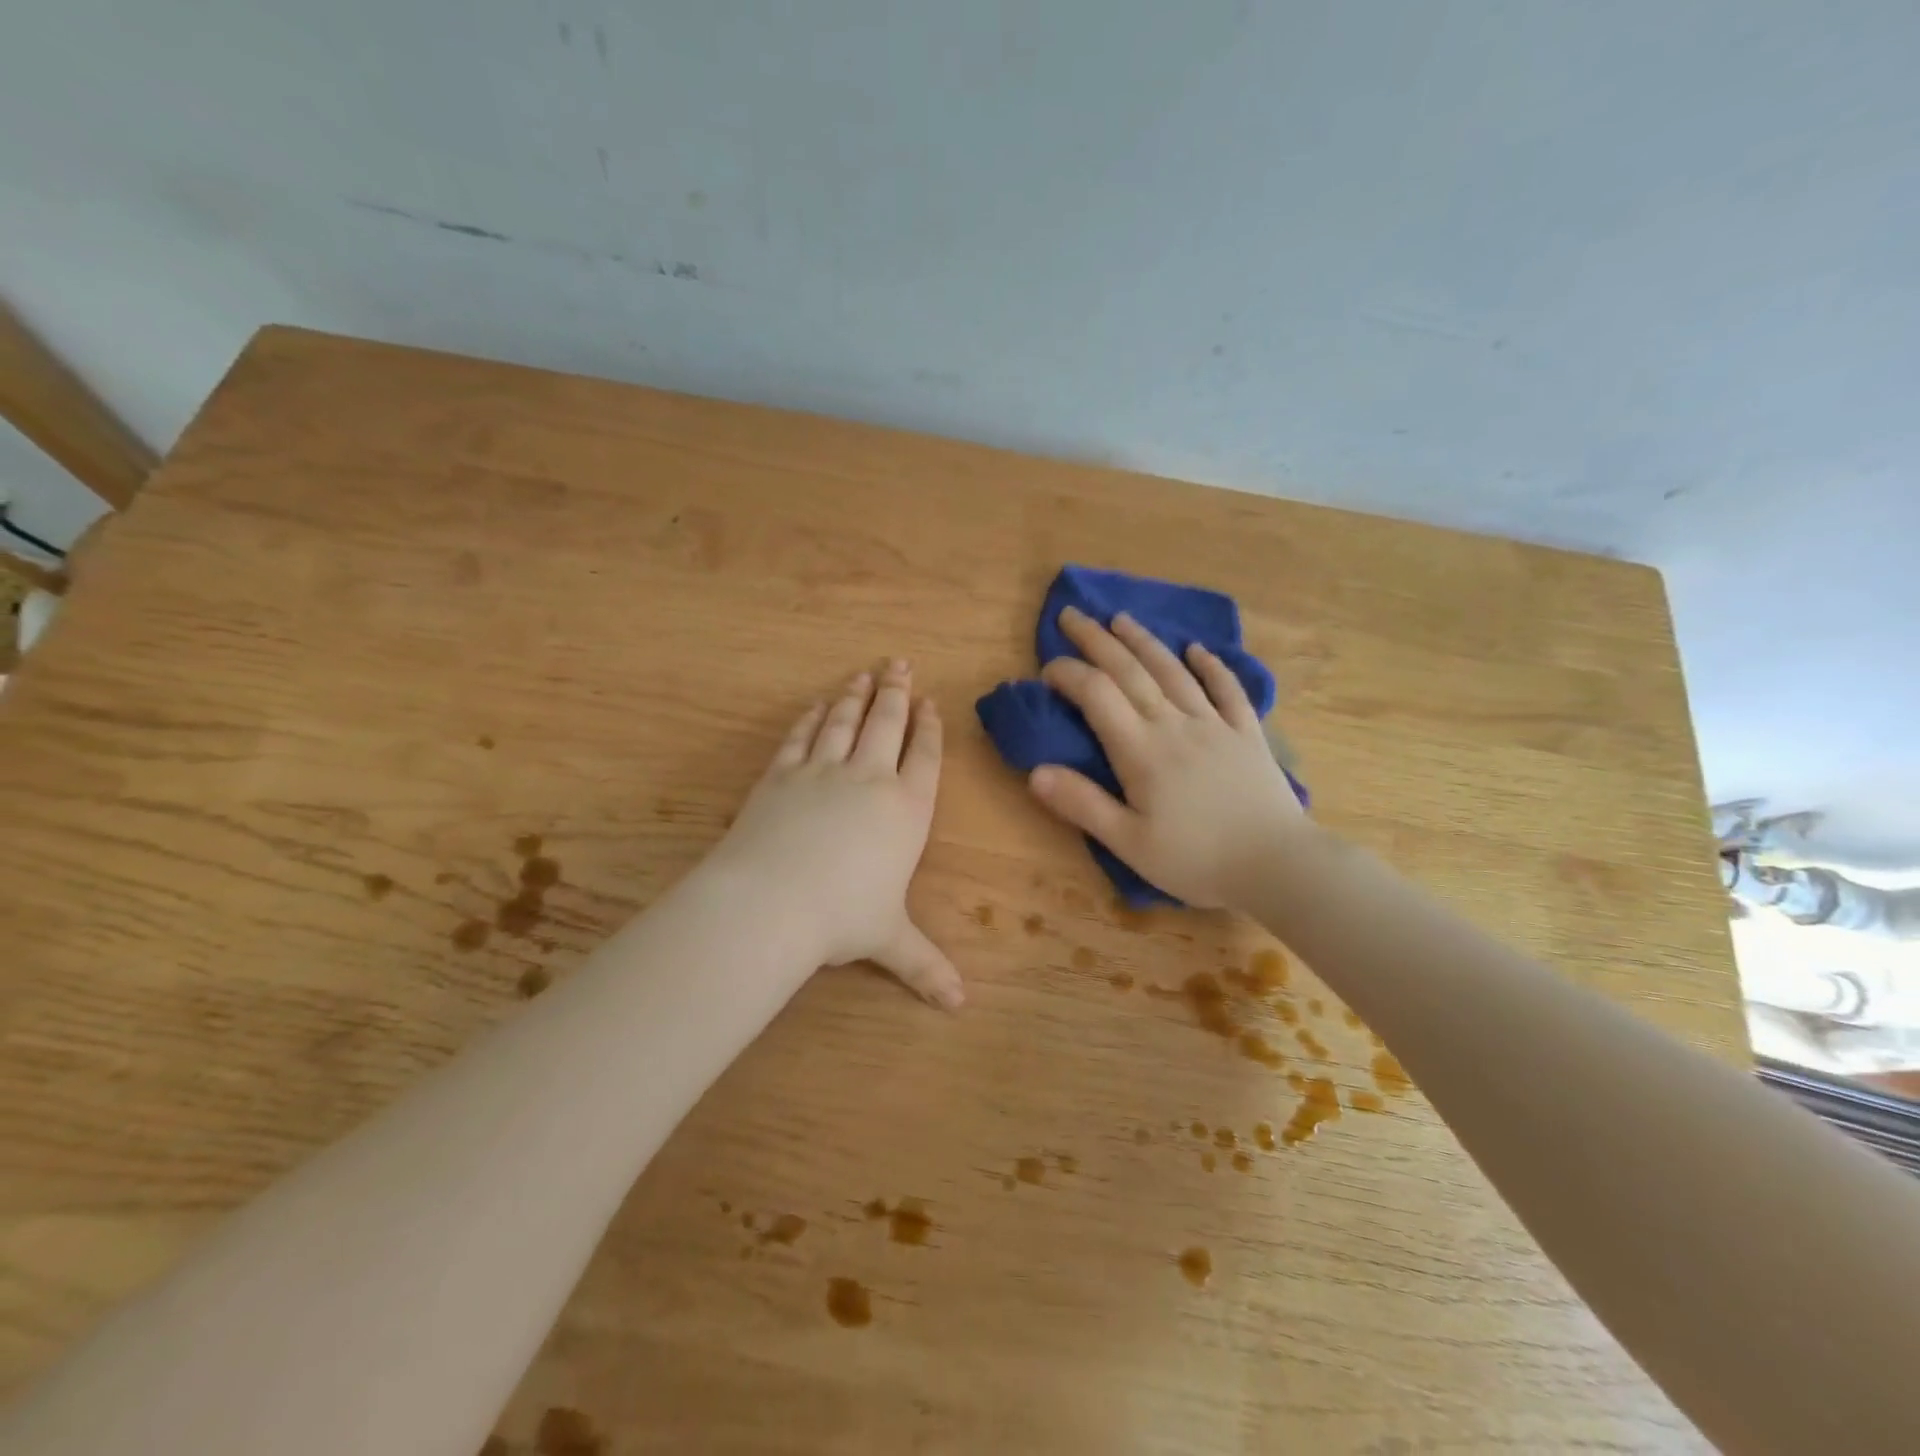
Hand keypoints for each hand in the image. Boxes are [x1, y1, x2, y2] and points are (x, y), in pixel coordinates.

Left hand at [710, 660, 961, 1007]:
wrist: (771, 901)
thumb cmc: (842, 918)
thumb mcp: (889, 941)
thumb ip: (925, 965)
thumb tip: (960, 1006)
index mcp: (906, 810)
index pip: (926, 758)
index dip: (929, 728)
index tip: (930, 703)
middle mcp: (870, 779)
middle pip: (888, 724)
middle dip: (897, 693)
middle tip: (900, 665)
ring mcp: (823, 771)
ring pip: (845, 721)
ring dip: (856, 695)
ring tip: (864, 674)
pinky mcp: (782, 774)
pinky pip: (802, 737)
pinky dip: (812, 718)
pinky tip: (816, 706)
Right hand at [1028, 607, 1305, 909]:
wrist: (1276, 865)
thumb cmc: (1196, 860)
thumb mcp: (1129, 843)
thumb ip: (1082, 804)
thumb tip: (1035, 771)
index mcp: (1141, 751)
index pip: (1096, 695)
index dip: (1068, 674)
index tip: (1047, 669)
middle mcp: (1174, 724)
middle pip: (1130, 671)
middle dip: (1097, 640)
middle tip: (1072, 614)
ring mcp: (1214, 724)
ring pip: (1173, 671)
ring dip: (1144, 641)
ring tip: (1121, 618)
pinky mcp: (1246, 733)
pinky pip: (1227, 689)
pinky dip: (1211, 666)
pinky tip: (1198, 649)